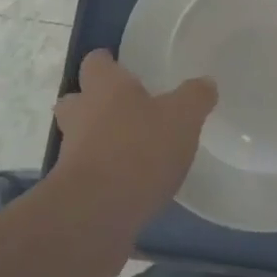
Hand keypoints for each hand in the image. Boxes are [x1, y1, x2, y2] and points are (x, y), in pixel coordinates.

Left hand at [53, 50, 217, 228]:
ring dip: (98, 141)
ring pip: (80, 137)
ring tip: (132, 150)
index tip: (122, 67)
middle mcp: (81, 114)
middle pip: (77, 99)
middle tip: (124, 109)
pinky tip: (130, 185)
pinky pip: (88, 173)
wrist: (96, 214)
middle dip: (94, 102)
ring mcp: (71, 153)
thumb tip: (206, 83)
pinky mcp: (72, 191)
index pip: (96, 62)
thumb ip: (195, 97)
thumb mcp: (182, 117)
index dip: (108, 63)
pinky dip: (104, 175)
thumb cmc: (139, 150)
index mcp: (104, 86)